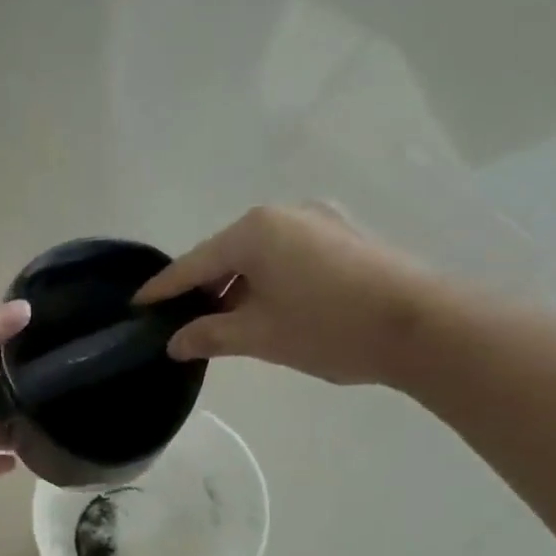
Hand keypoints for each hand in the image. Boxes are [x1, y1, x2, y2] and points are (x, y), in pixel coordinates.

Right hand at [134, 203, 442, 385]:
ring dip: (236, 286)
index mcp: (255, 231)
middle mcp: (284, 214)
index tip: (137, 305)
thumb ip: (210, 334)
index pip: (194, 263)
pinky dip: (266, 281)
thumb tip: (175, 342)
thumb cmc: (327, 328)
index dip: (164, 289)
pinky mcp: (343, 237)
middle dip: (202, 287)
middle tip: (180, 322)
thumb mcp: (259, 336)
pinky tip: (263, 309)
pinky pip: (286, 256)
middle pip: (226, 253)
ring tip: (221, 322)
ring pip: (259, 255)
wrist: (419, 326)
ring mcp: (319, 220)